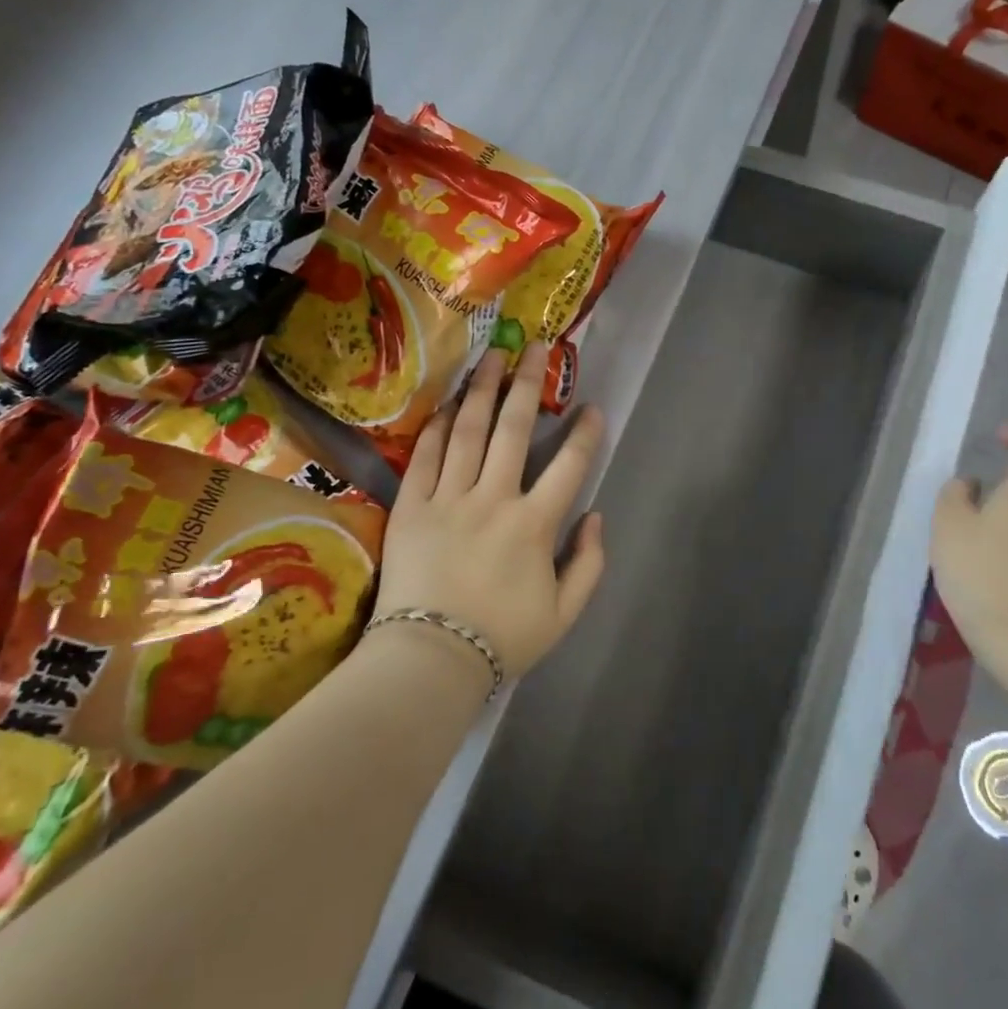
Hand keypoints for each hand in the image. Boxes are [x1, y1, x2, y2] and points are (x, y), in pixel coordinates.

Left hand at [372, 344, 606, 681]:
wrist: (429, 660)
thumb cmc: (502, 637)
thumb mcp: (565, 613)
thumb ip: (590, 563)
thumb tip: (596, 517)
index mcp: (535, 524)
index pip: (570, 466)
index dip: (587, 433)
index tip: (593, 407)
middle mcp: (494, 498)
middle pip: (514, 429)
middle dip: (529, 384)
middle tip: (537, 348)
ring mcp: (448, 498)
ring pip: (468, 431)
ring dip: (483, 390)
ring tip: (494, 358)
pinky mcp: (411, 506)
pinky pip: (425, 457)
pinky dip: (437, 428)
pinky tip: (448, 404)